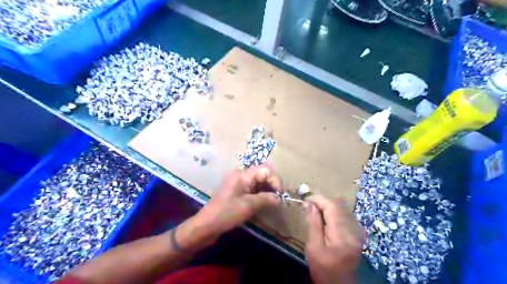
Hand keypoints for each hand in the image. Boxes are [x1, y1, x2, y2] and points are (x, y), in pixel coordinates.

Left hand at [177, 167, 280, 250]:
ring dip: (267, 190)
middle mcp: (241, 175)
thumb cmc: (227, 213)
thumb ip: (266, 199)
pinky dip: (260, 194)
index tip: (281, 195)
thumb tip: (279, 198)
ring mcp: (238, 183)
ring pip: (258, 182)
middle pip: (262, 174)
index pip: (265, 170)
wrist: (207, 225)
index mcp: (242, 175)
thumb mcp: (249, 206)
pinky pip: (252, 188)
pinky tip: (264, 203)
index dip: (275, 180)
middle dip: (272, 185)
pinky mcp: (237, 191)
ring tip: (273, 202)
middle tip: (278, 199)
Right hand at [305, 196, 363, 283]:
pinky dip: (334, 212)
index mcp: (343, 235)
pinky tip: (326, 218)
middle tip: (309, 205)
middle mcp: (354, 230)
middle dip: (323, 202)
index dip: (319, 199)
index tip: (306, 200)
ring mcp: (358, 231)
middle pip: (338, 205)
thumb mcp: (313, 247)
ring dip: (328, 206)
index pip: (332, 207)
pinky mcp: (358, 233)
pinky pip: (345, 214)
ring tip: (315, 211)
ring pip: (342, 208)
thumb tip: (309, 203)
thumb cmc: (323, 268)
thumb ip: (313, 223)